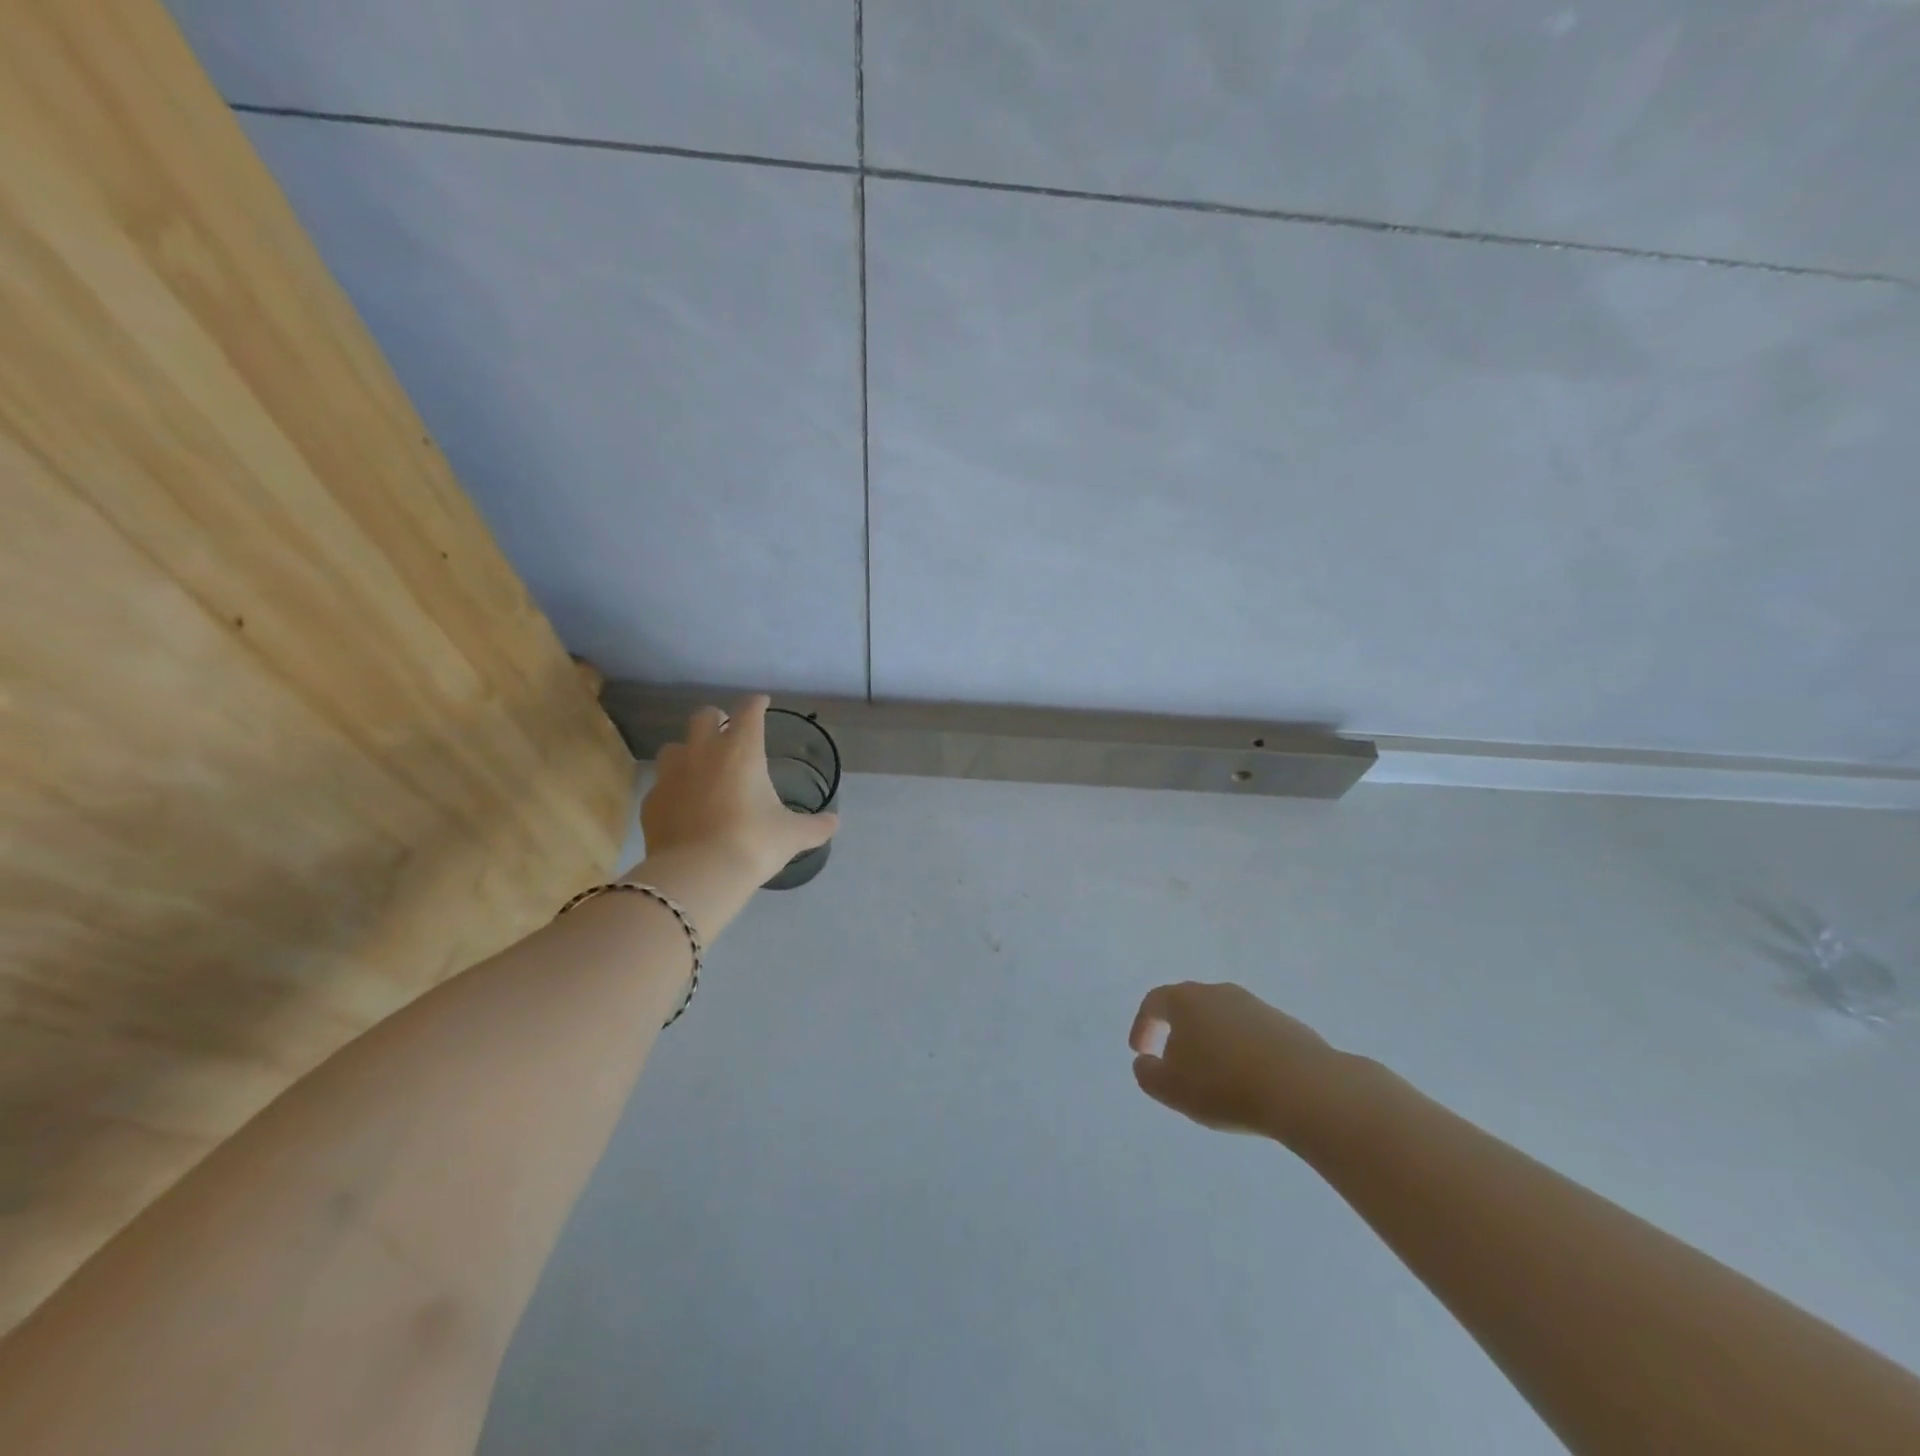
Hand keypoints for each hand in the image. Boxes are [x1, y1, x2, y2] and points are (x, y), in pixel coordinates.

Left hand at [638, 696, 838, 887]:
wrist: (698, 874)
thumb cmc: (752, 843)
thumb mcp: (792, 835)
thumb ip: (815, 826)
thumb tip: (834, 822)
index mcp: (741, 750)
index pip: (749, 711)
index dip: (756, 703)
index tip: (762, 703)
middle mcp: (703, 752)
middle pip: (703, 716)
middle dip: (716, 718)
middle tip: (727, 731)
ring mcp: (671, 775)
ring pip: (674, 747)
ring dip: (689, 750)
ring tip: (701, 768)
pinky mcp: (651, 801)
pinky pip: (661, 784)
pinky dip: (674, 788)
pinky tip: (684, 805)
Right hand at [1128, 982, 1352, 1143]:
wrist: (1305, 1089)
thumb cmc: (1224, 1085)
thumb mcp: (1170, 1088)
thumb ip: (1147, 1074)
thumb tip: (1146, 1062)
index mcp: (1186, 1000)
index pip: (1154, 1002)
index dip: (1142, 1026)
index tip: (1140, 1052)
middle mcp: (1219, 993)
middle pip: (1190, 1007)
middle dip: (1179, 1034)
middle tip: (1176, 1065)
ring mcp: (1256, 1006)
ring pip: (1223, 1020)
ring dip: (1213, 1044)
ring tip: (1215, 1080)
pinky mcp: (1287, 1026)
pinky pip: (1253, 1036)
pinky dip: (1243, 1054)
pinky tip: (1249, 1083)